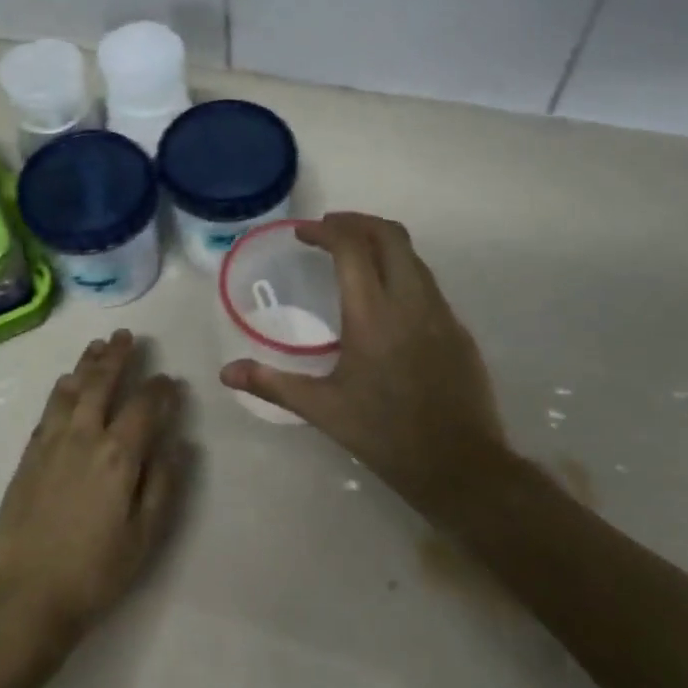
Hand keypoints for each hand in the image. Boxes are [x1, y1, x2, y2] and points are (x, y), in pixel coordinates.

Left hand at [0, 330, 185, 655]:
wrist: (24, 597)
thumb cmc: (94, 573)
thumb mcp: (144, 537)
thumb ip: (163, 485)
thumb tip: (180, 443)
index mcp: (118, 456)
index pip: (143, 407)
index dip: (159, 389)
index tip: (169, 379)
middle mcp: (84, 437)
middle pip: (101, 384)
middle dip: (117, 357)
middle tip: (127, 336)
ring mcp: (50, 443)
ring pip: (71, 390)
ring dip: (86, 364)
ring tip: (98, 346)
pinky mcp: (28, 456)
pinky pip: (48, 409)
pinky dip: (61, 389)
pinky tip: (65, 383)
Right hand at [220, 213, 509, 515]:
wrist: (460, 465)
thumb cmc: (384, 435)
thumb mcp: (322, 409)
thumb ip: (273, 383)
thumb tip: (226, 373)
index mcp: (372, 315)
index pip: (352, 248)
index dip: (326, 230)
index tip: (302, 233)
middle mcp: (410, 302)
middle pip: (390, 235)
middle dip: (357, 222)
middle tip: (328, 230)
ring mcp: (440, 313)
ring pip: (413, 256)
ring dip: (381, 243)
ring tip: (353, 255)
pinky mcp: (457, 329)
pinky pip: (427, 282)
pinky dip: (401, 270)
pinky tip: (384, 297)